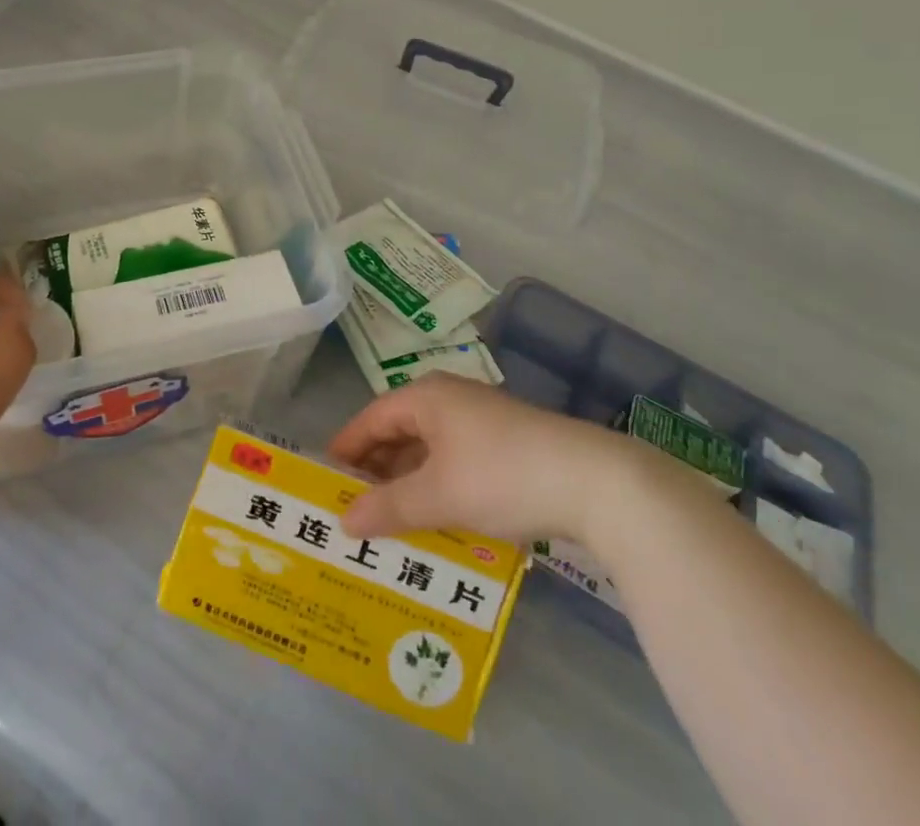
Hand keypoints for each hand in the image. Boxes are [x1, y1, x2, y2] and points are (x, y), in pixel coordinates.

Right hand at [328, 373, 645, 543]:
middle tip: (353, 508)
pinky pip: (454, 460)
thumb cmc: (502, 476)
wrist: (595, 481)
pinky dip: (437, 485)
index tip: (324, 480)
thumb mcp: (439, 496)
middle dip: (376, 469)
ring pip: (428, 448)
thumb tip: (343, 521)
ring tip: (389, 521)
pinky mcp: (505, 442)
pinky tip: (436, 518)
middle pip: (398, 431)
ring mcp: (480, 419)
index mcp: (426, 397)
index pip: (371, 418)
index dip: (346, 448)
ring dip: (408, 482)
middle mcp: (448, 399)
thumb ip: (388, 507)